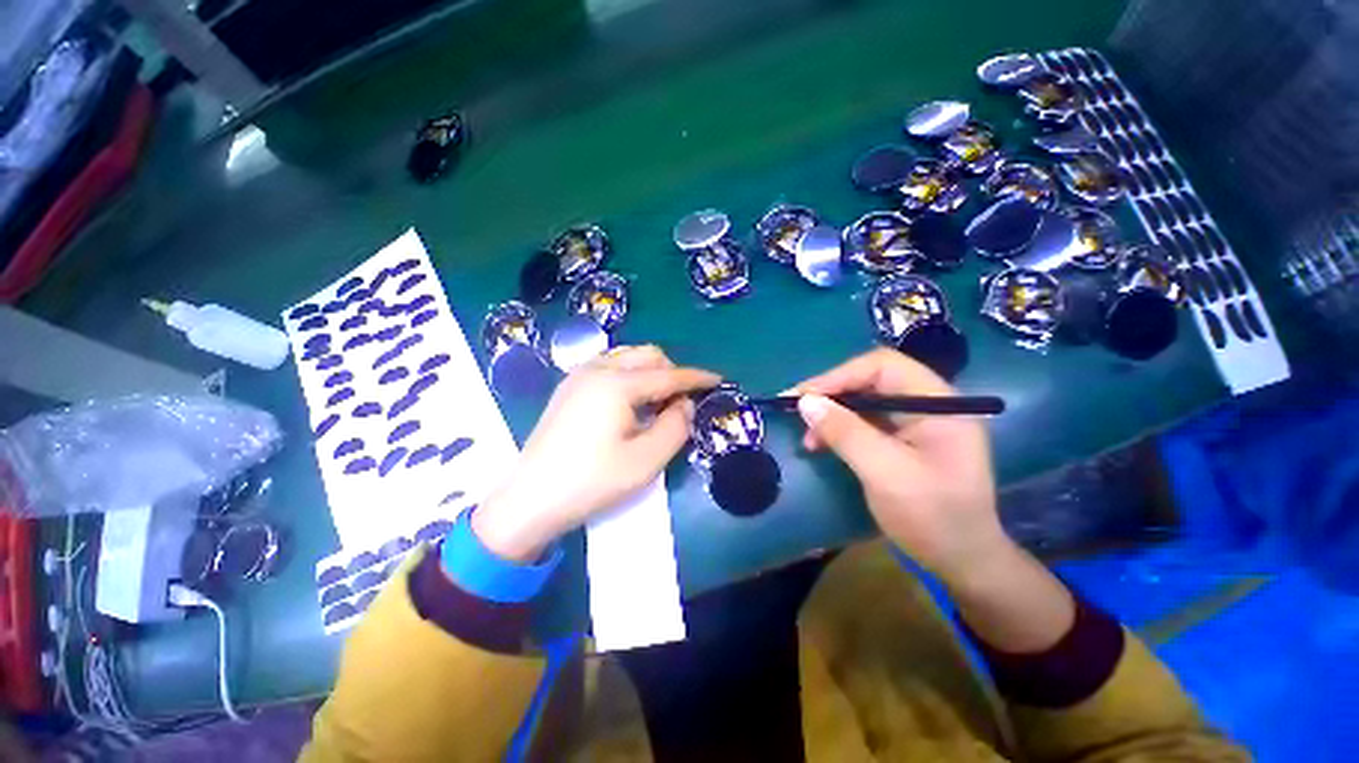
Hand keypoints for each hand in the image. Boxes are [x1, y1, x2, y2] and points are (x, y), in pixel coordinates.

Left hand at [473, 346, 719, 561]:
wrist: (530, 499)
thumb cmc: (592, 482)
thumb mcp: (645, 460)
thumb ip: (675, 427)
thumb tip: (684, 404)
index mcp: (617, 384)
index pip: (668, 374)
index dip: (697, 377)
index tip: (718, 380)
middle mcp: (597, 369)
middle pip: (647, 355)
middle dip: (671, 371)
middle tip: (681, 401)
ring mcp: (578, 376)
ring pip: (627, 357)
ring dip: (649, 372)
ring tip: (656, 403)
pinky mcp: (568, 388)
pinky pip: (609, 367)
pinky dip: (629, 376)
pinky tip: (629, 404)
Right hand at [792, 348, 1006, 580]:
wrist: (963, 564)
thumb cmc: (933, 519)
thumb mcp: (885, 473)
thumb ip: (845, 433)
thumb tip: (805, 402)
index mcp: (939, 404)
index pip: (883, 367)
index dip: (839, 376)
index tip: (804, 397)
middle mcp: (928, 405)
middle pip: (870, 380)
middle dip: (831, 395)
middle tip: (797, 413)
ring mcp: (916, 423)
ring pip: (864, 401)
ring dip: (831, 414)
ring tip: (807, 437)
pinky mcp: (903, 440)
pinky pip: (865, 422)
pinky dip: (839, 429)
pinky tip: (821, 443)